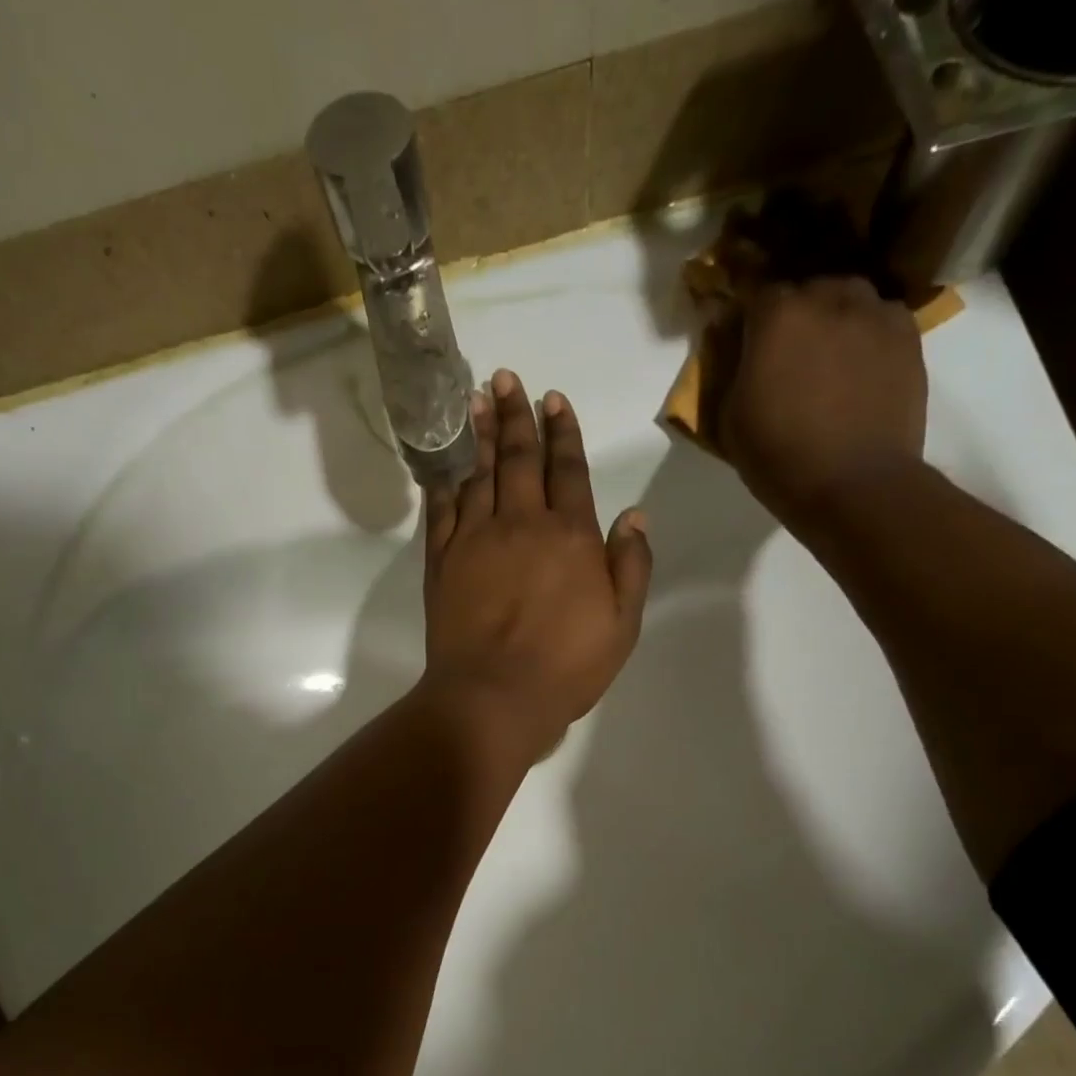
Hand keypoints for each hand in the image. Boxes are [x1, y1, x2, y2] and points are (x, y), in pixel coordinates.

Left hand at [420, 369, 651, 762]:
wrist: (493, 696)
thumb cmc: (566, 667)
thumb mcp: (621, 624)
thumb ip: (630, 566)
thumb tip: (634, 515)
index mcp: (571, 536)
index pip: (569, 470)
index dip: (563, 432)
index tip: (555, 399)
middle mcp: (522, 524)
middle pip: (521, 459)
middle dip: (518, 416)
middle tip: (507, 378)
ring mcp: (476, 539)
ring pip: (480, 474)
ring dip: (481, 435)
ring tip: (478, 399)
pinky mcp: (442, 561)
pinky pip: (442, 509)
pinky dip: (446, 482)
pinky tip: (448, 463)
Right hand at [716, 278, 927, 532]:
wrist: (854, 485)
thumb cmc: (779, 457)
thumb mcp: (730, 418)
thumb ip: (730, 370)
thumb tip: (732, 345)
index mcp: (778, 316)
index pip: (756, 293)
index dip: (749, 318)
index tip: (744, 341)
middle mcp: (829, 299)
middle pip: (807, 289)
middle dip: (794, 313)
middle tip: (786, 352)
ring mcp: (876, 314)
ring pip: (849, 298)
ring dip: (834, 318)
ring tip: (828, 355)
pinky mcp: (909, 337)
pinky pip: (881, 319)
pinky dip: (867, 334)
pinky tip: (859, 366)